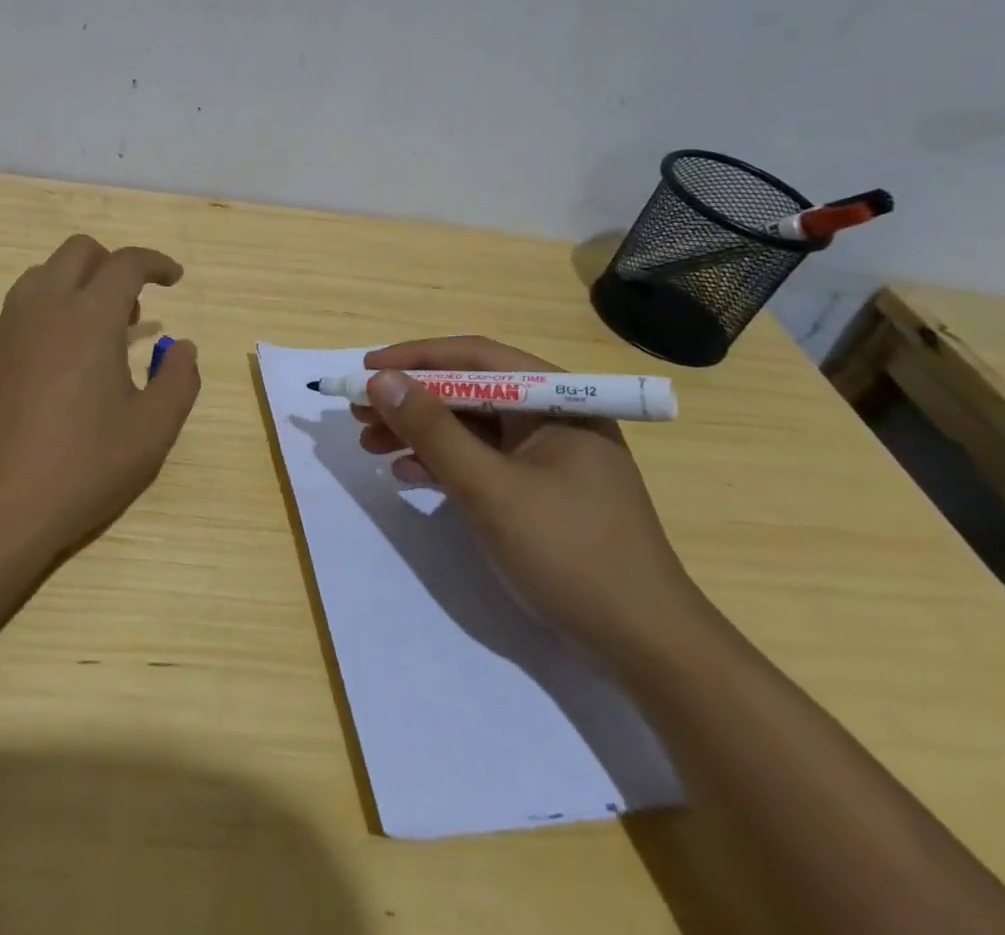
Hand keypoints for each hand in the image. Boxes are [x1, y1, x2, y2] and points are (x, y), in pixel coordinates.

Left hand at [0, 235, 200, 559]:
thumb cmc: (79, 467)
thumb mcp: (151, 432)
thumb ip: (179, 381)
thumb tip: (183, 348)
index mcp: (89, 316)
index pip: (126, 263)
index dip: (157, 263)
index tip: (175, 280)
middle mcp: (45, 306)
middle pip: (80, 251)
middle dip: (114, 265)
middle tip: (134, 310)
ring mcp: (10, 326)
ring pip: (46, 272)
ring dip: (79, 283)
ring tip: (100, 333)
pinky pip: (25, 303)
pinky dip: (53, 306)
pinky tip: (67, 359)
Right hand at [353, 337, 708, 666]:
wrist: (645, 646)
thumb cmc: (569, 552)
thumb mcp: (489, 487)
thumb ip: (432, 430)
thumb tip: (380, 379)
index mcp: (557, 399)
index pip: (475, 359)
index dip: (415, 358)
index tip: (366, 369)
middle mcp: (554, 416)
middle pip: (469, 392)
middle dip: (411, 401)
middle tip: (360, 412)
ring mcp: (548, 455)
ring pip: (471, 428)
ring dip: (420, 434)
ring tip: (371, 446)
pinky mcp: (541, 491)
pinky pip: (482, 461)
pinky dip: (444, 464)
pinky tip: (408, 475)